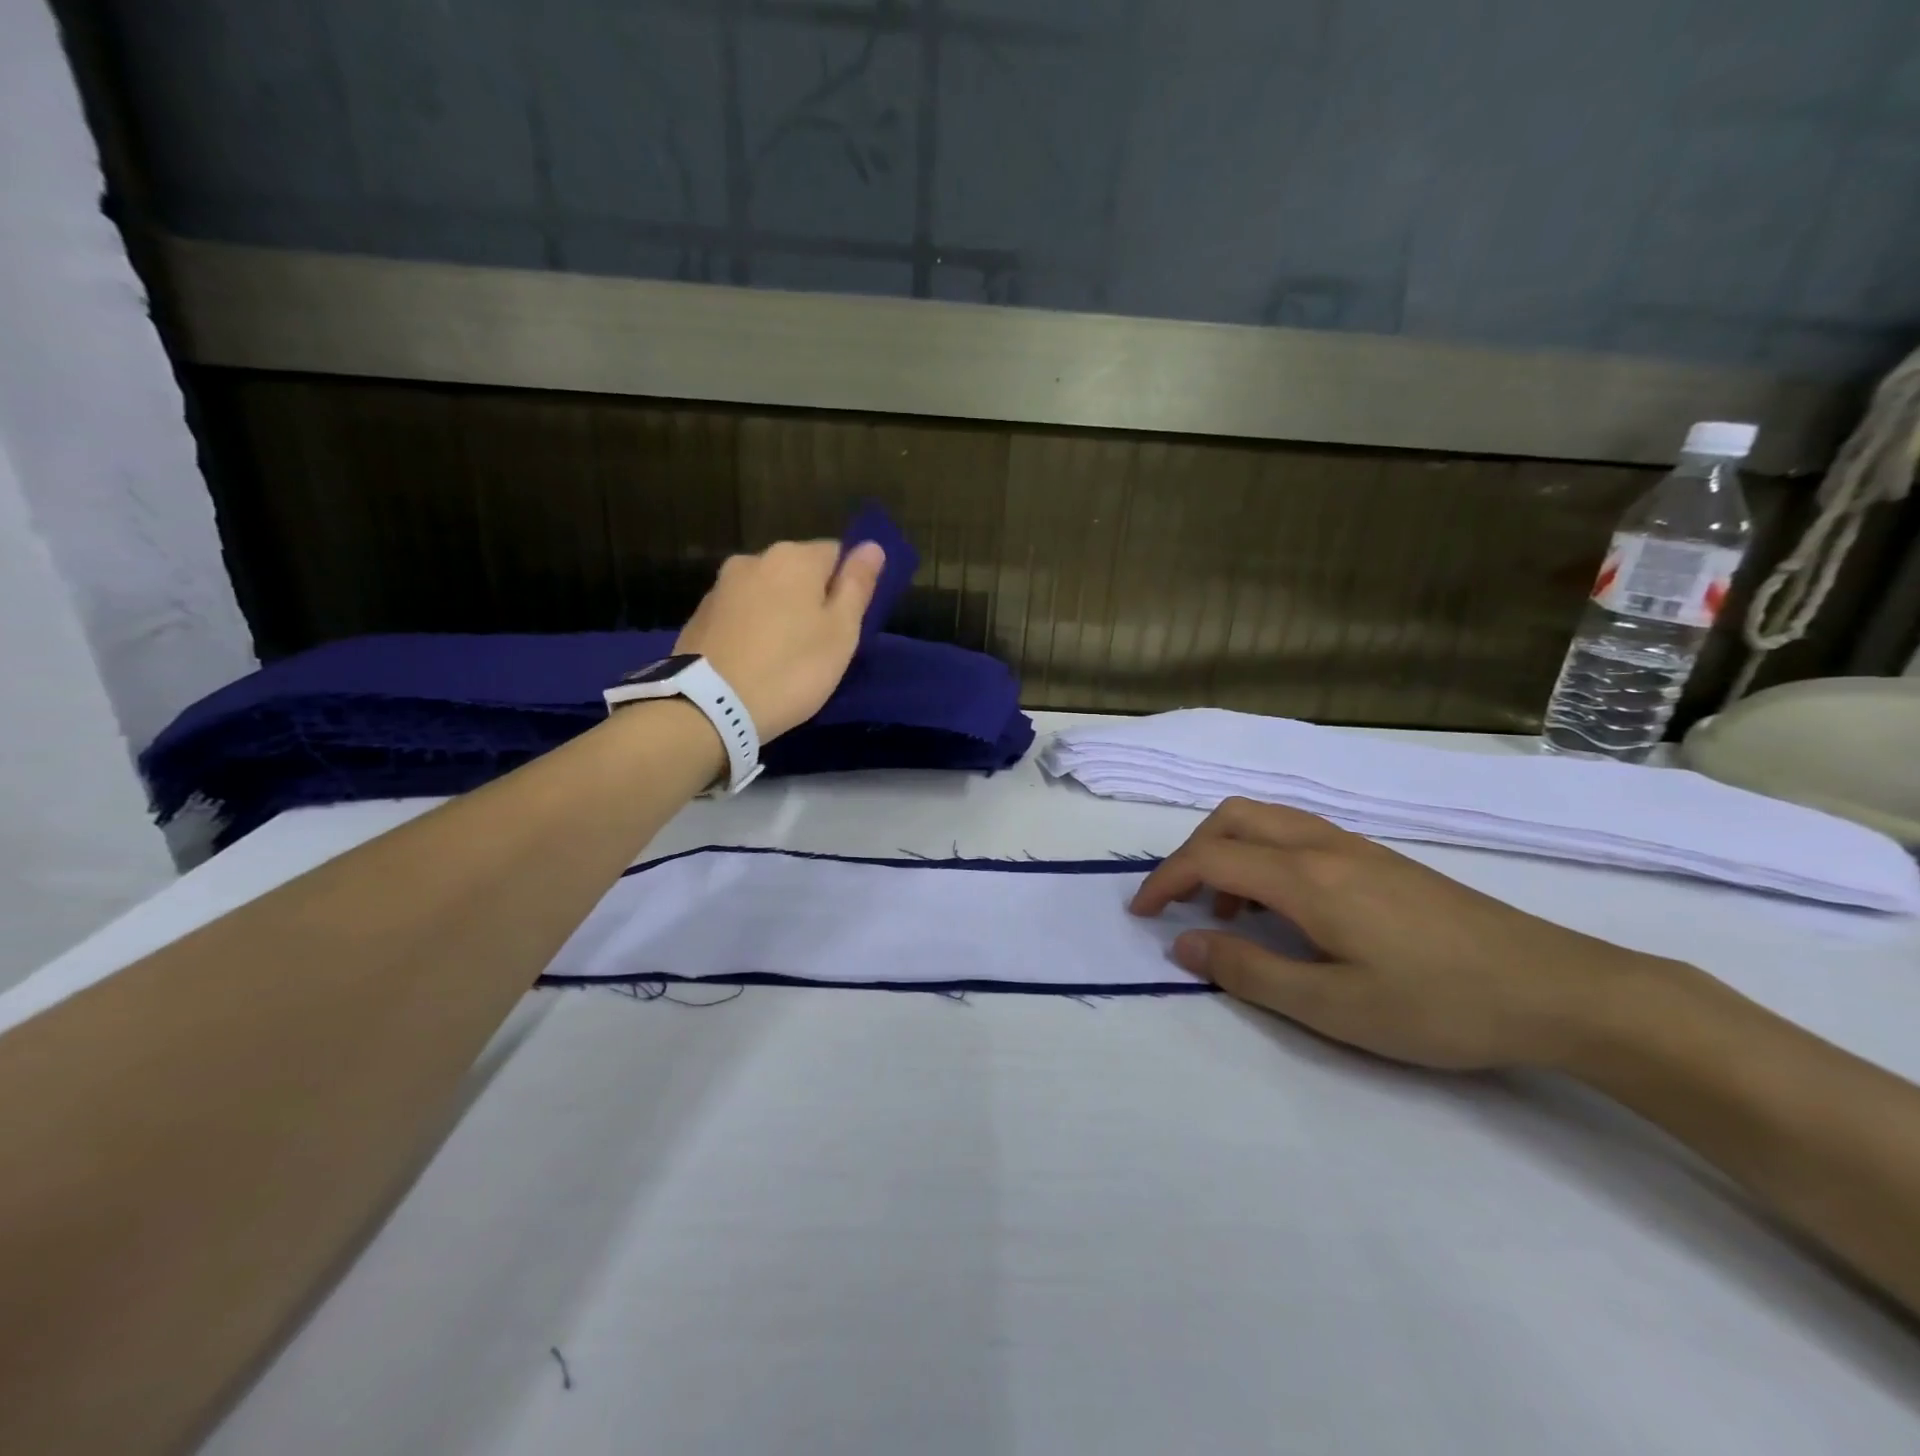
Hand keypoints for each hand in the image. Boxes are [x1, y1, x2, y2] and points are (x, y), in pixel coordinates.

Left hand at [675, 539, 883, 739]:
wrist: (710, 706)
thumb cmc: (791, 669)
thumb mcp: (841, 632)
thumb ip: (857, 585)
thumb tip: (872, 546)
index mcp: (795, 557)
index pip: (837, 553)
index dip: (848, 586)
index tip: (847, 623)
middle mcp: (754, 559)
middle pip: (798, 571)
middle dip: (812, 598)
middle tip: (820, 645)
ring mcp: (721, 586)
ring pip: (767, 592)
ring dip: (780, 613)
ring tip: (784, 656)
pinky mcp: (700, 615)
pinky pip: (740, 613)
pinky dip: (753, 628)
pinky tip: (755, 660)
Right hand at [1129, 798, 1672, 1070]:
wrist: (1559, 989)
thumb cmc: (1438, 1004)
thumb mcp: (1333, 1006)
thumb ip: (1249, 972)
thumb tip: (1184, 945)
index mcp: (1306, 876)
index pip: (1210, 857)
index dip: (1164, 880)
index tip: (1141, 913)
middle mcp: (1323, 844)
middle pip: (1232, 818)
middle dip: (1191, 853)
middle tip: (1180, 904)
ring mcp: (1356, 846)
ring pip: (1266, 821)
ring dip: (1229, 853)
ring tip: (1230, 913)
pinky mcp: (1381, 859)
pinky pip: (1298, 836)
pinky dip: (1264, 858)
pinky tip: (1286, 909)